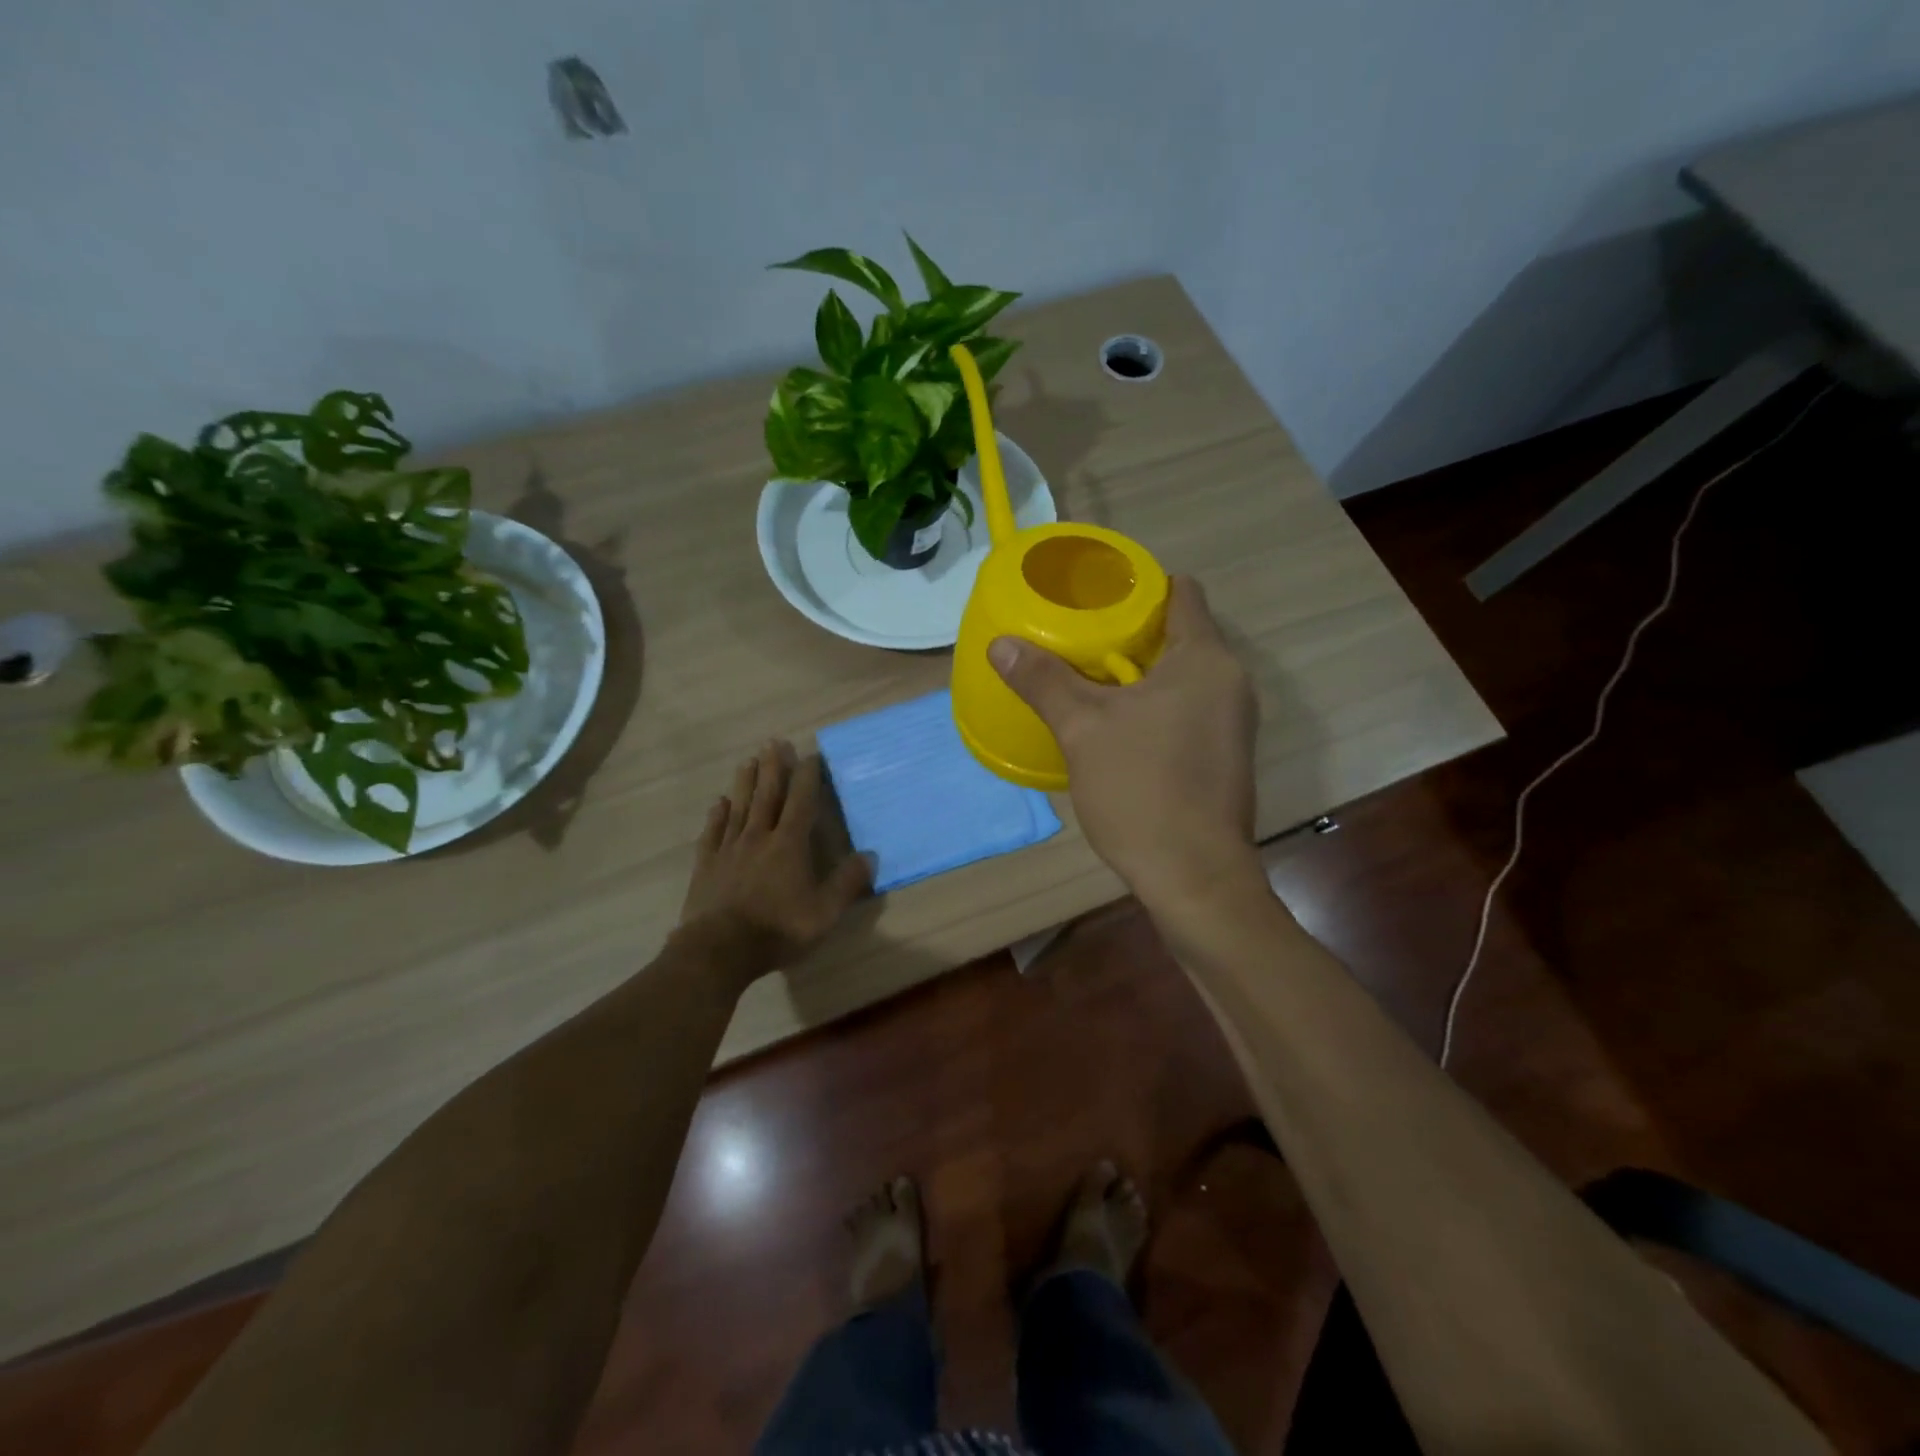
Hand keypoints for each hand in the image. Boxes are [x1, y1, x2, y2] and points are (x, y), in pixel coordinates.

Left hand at [677, 740, 872, 980]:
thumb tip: (871, 856)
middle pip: (767, 795)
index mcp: (789, 845)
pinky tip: (719, 803)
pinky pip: (713, 832)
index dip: (807, 777)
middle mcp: (759, 837)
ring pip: (739, 807)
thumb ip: (847, 883)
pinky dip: (717, 815)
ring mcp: (729, 849)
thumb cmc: (778, 930)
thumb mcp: (825, 912)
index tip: (810, 755)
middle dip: (773, 768)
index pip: (801, 802)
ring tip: (748, 760)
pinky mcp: (707, 865)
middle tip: (774, 742)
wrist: (719, 950)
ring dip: (745, 782)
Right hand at [989, 576, 1261, 909]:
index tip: (1097, 591)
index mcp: (1205, 660)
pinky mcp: (1223, 753)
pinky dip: (1153, 702)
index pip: (1182, 593)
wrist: (1193, 876)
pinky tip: (1115, 721)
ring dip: (1139, 670)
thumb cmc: (1142, 790)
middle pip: (1180, 633)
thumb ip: (1043, 680)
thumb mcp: (1082, 729)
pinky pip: (1186, 706)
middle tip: (1078, 633)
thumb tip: (1001, 644)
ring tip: (1087, 673)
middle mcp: (1230, 681)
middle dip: (1130, 630)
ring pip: (1181, 674)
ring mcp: (1232, 720)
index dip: (1140, 584)